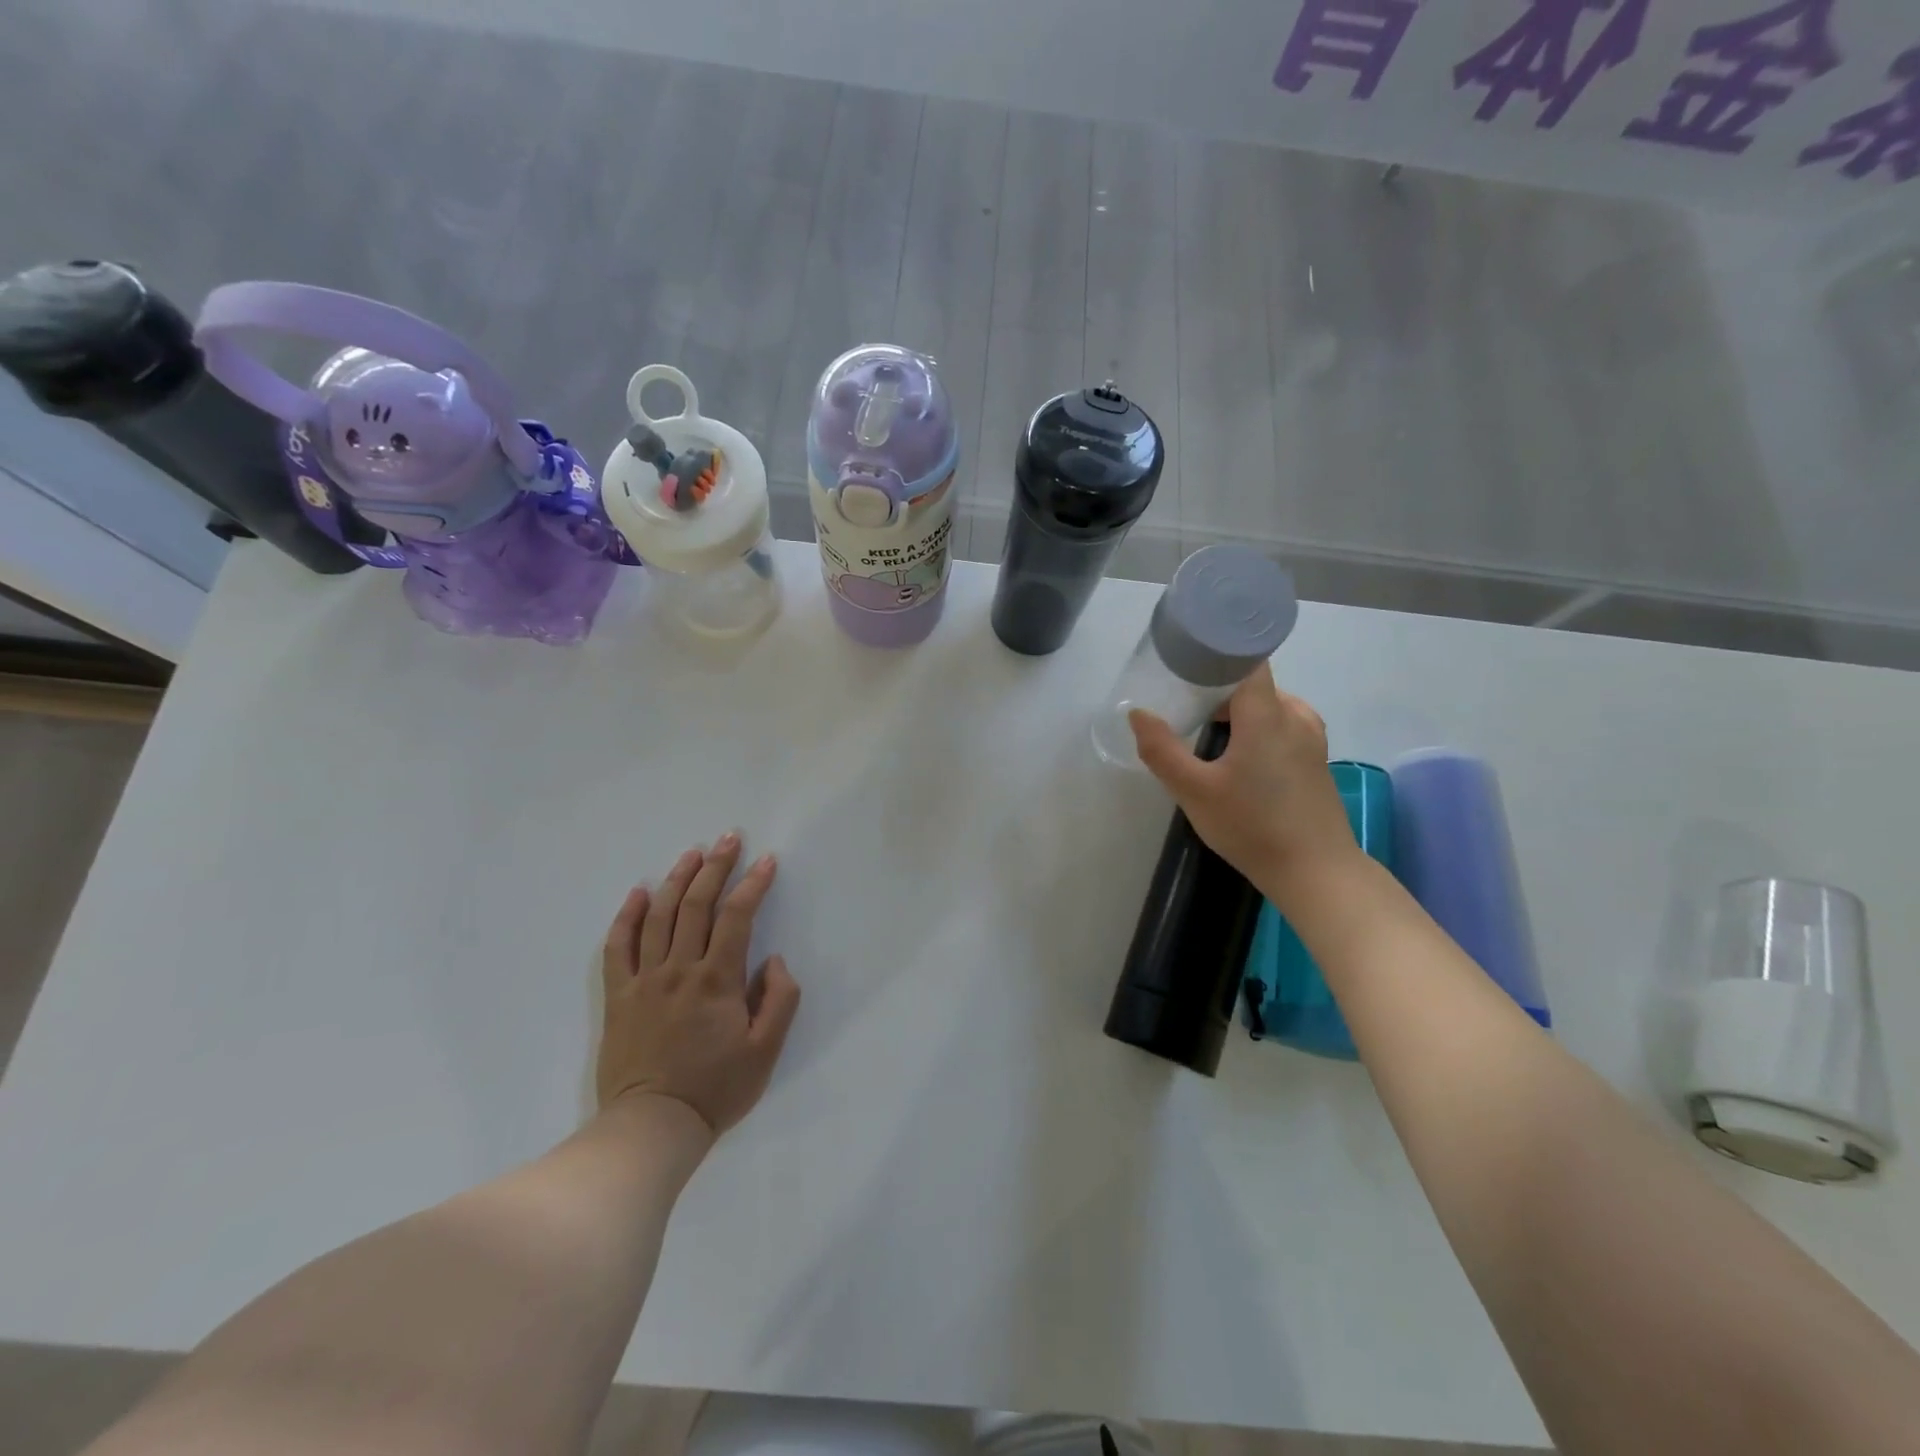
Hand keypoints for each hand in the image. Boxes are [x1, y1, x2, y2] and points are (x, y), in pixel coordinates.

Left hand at [597, 834, 800, 1136]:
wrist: (652, 1127)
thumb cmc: (716, 1090)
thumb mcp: (766, 1051)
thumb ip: (779, 1000)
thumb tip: (774, 960)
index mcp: (717, 980)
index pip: (737, 917)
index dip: (753, 884)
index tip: (766, 861)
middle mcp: (679, 969)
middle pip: (695, 905)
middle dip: (715, 867)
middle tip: (728, 838)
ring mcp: (644, 980)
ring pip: (658, 917)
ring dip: (676, 880)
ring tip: (691, 853)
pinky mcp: (619, 997)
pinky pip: (618, 948)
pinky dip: (626, 917)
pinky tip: (637, 893)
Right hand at [1128, 663, 1360, 907]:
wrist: (1316, 872)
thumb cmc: (1252, 826)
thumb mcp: (1194, 791)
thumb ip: (1162, 750)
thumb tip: (1138, 714)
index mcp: (1267, 714)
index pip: (1246, 660)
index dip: (1216, 655)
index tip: (1185, 663)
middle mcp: (1295, 716)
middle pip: (1255, 684)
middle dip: (1219, 689)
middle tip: (1184, 705)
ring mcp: (1311, 739)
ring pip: (1271, 706)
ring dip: (1240, 711)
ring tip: (1208, 733)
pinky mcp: (1316, 761)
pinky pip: (1283, 726)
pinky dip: (1259, 728)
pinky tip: (1239, 757)